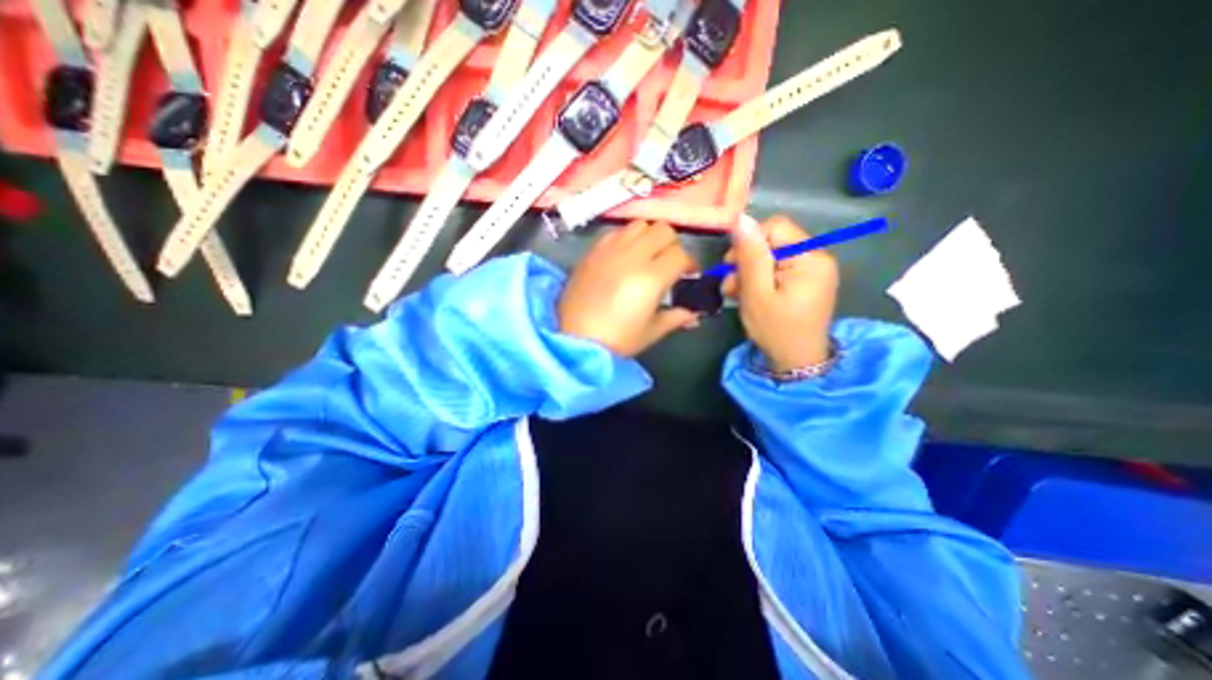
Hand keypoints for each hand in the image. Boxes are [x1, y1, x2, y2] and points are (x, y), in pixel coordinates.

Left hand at [561, 220, 700, 357]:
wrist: (573, 340)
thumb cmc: (616, 340)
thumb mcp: (651, 332)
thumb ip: (676, 318)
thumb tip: (693, 314)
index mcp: (651, 277)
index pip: (681, 254)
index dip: (690, 264)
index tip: (689, 275)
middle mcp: (632, 256)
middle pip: (663, 230)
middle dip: (672, 245)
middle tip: (668, 264)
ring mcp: (609, 250)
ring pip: (639, 224)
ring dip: (649, 237)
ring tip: (646, 256)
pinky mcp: (592, 251)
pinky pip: (615, 232)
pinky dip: (626, 238)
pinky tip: (623, 257)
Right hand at [724, 213, 839, 369]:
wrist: (797, 362)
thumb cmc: (776, 330)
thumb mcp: (756, 293)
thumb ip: (750, 256)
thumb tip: (741, 219)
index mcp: (810, 257)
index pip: (774, 226)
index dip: (749, 242)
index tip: (731, 267)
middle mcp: (817, 256)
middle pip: (773, 241)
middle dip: (746, 261)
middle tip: (731, 286)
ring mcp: (813, 269)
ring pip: (772, 255)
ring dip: (749, 272)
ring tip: (736, 294)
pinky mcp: (806, 280)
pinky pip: (778, 268)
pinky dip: (760, 279)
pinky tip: (749, 295)